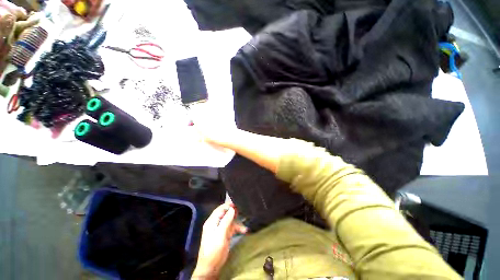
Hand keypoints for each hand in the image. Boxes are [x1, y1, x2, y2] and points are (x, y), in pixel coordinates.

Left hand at [192, 203, 247, 278]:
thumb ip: (226, 220)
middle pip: (225, 213)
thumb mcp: (220, 234)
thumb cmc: (214, 249)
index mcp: (212, 221)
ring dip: (237, 221)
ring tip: (244, 219)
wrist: (211, 267)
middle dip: (233, 211)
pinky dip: (238, 228)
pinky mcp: (224, 235)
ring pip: (230, 220)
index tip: (237, 202)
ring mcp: (220, 229)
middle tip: (242, 209)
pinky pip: (232, 228)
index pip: (220, 209)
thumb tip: (232, 208)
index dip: (228, 205)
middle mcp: (216, 223)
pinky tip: (244, 230)